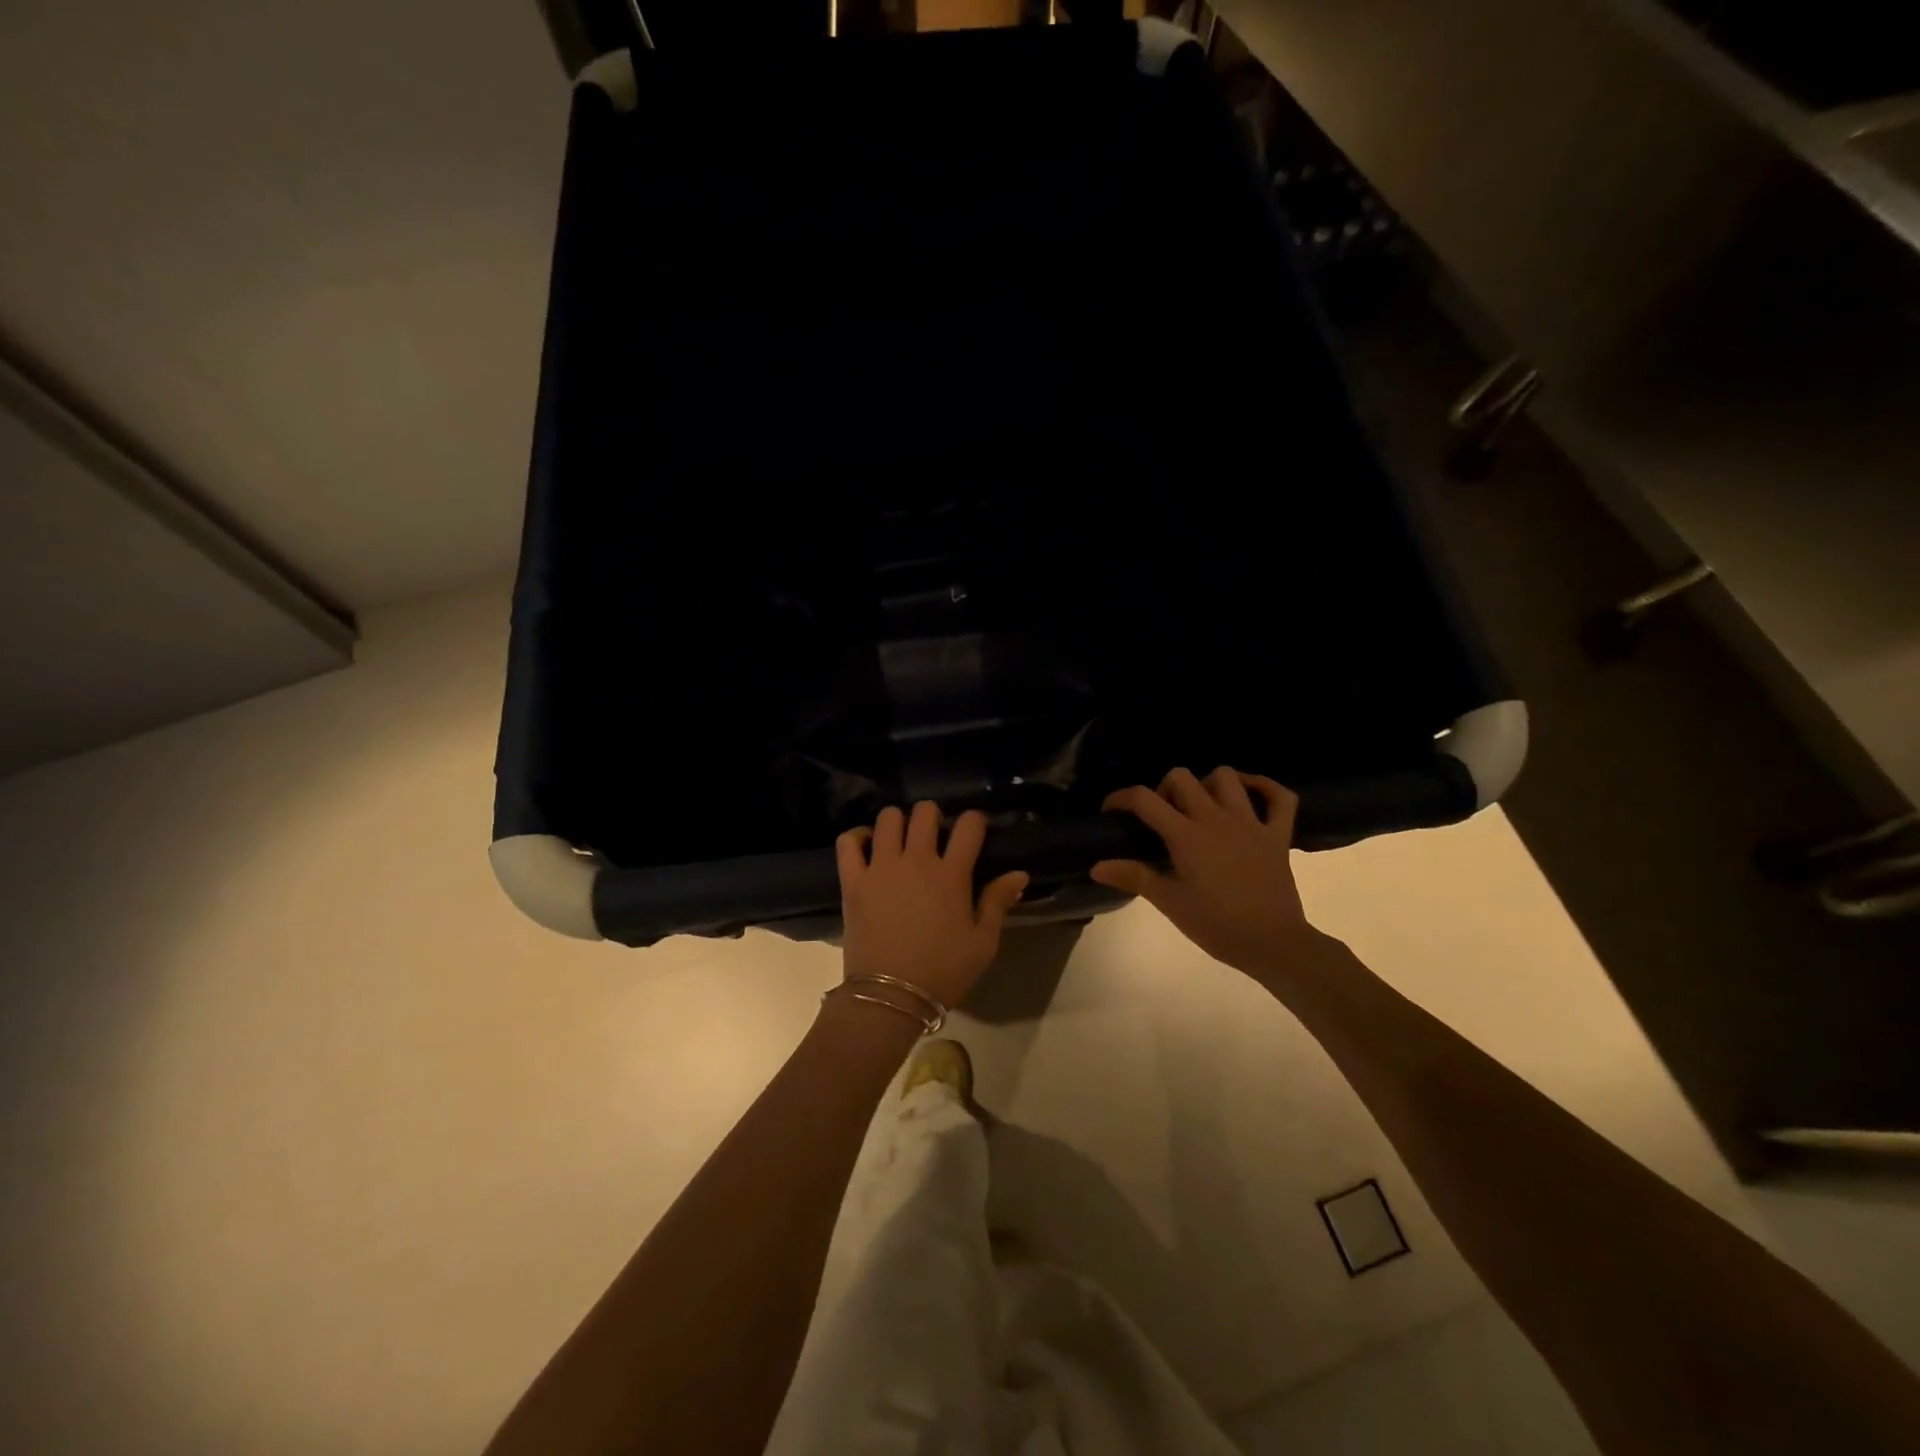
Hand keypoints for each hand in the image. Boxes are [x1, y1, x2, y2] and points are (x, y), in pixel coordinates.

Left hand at [836, 803, 1029, 1008]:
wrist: (891, 997)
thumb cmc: (944, 971)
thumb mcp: (983, 943)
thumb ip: (998, 902)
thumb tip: (1019, 874)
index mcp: (952, 874)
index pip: (969, 826)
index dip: (975, 820)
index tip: (975, 829)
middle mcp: (917, 861)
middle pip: (925, 813)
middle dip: (934, 815)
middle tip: (935, 834)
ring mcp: (881, 868)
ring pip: (888, 819)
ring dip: (898, 821)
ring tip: (902, 839)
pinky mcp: (853, 881)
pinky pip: (848, 842)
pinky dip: (856, 836)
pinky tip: (866, 843)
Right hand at [1090, 767, 1323, 981]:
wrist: (1273, 944)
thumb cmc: (1216, 925)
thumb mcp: (1170, 903)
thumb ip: (1134, 877)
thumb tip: (1096, 866)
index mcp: (1186, 835)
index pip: (1144, 799)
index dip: (1121, 798)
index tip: (1112, 812)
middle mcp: (1216, 818)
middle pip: (1182, 777)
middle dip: (1164, 788)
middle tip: (1162, 816)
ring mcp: (1251, 822)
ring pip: (1227, 777)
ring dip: (1208, 784)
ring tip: (1201, 806)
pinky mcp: (1278, 834)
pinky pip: (1280, 797)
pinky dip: (1264, 787)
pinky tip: (1249, 794)